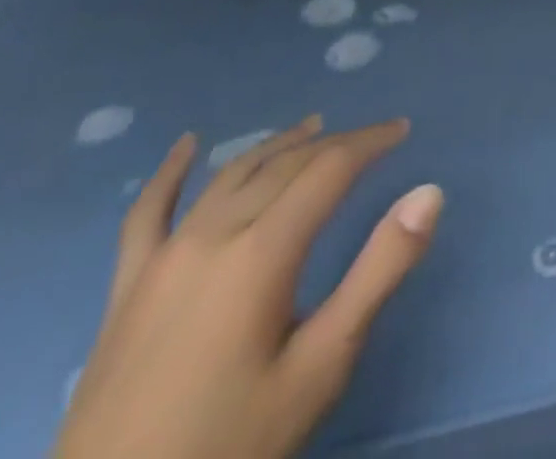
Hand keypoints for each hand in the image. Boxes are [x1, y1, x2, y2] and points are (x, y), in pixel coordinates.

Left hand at [54, 116, 443, 458]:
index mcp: (263, 250)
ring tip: (312, 127)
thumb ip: (378, 272)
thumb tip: (428, 193)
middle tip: (373, 137)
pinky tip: (186, 146)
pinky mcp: (127, 288)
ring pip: (230, 176)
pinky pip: (146, 215)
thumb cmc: (231, 443)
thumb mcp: (321, 366)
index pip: (329, 169)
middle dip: (335, 143)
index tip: (402, 129)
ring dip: (276, 145)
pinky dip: (169, 173)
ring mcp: (163, 258)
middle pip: (284, 166)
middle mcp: (213, 235)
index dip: (370, 142)